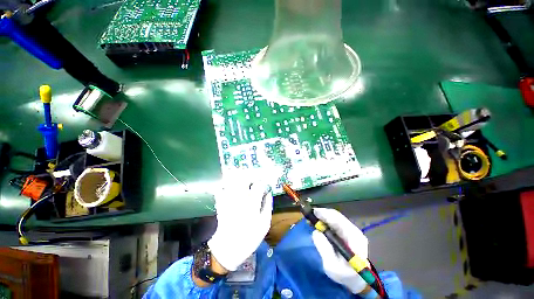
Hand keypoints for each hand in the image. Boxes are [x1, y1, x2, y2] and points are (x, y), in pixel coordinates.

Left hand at [207, 178, 272, 271]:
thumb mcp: (264, 224)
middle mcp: (240, 198)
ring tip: (242, 179)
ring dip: (237, 178)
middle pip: (243, 179)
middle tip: (252, 181)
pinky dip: (225, 186)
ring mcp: (229, 200)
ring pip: (232, 182)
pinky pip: (221, 190)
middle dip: (249, 177)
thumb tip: (269, 193)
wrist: (229, 248)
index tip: (263, 186)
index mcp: (252, 203)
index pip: (258, 185)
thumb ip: (267, 206)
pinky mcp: (221, 203)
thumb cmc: (250, 237)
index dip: (262, 183)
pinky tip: (229, 187)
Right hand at [312, 208, 368, 293]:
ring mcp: (353, 231)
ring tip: (312, 219)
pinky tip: (319, 223)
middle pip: (337, 216)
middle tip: (309, 215)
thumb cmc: (345, 275)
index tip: (313, 212)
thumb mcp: (332, 266)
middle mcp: (355, 231)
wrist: (357, 280)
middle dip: (322, 214)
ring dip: (323, 217)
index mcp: (354, 239)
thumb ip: (324, 248)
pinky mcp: (349, 232)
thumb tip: (316, 232)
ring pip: (336, 218)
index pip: (339, 221)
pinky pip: (336, 222)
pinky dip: (326, 221)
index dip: (325, 214)